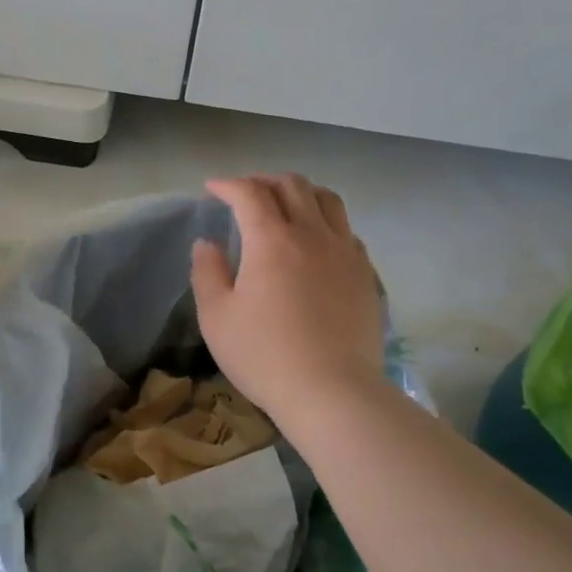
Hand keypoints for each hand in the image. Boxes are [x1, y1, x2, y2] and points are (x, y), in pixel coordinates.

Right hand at [191, 174, 385, 427]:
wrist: (331, 391)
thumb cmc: (263, 355)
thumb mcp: (216, 318)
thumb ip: (207, 273)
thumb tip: (207, 244)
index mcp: (272, 240)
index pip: (250, 193)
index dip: (228, 185)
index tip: (213, 189)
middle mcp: (312, 234)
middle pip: (293, 185)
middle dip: (265, 181)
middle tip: (246, 193)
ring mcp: (345, 252)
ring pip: (327, 200)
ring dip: (301, 192)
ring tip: (286, 205)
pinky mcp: (364, 273)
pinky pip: (346, 230)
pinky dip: (326, 221)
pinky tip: (317, 241)